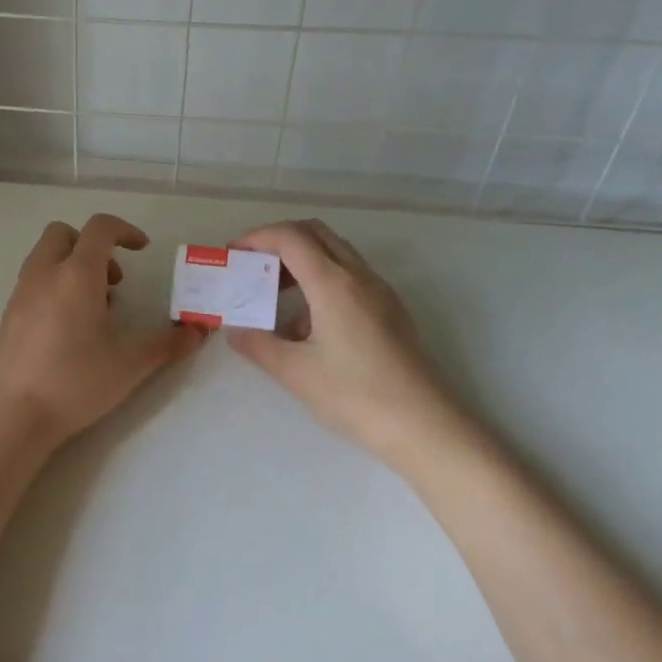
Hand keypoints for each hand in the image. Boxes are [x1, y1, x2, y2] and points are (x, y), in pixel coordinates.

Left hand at [0, 214, 203, 448]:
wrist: (16, 414)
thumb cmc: (77, 380)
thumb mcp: (132, 362)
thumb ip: (168, 343)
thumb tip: (197, 332)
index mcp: (76, 274)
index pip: (99, 228)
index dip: (125, 230)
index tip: (142, 249)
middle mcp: (44, 273)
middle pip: (64, 234)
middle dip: (92, 246)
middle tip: (113, 282)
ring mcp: (21, 292)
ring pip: (45, 256)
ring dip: (72, 266)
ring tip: (94, 308)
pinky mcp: (9, 314)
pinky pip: (34, 281)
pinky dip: (54, 285)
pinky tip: (69, 328)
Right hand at [226, 219, 467, 469]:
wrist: (427, 428)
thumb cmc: (356, 396)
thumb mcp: (296, 372)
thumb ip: (259, 345)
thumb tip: (235, 331)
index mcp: (333, 283)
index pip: (290, 237)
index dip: (257, 237)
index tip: (234, 255)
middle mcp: (359, 277)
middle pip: (316, 233)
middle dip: (279, 240)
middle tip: (254, 265)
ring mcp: (380, 293)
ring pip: (336, 253)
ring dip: (302, 259)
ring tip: (275, 295)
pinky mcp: (392, 312)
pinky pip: (350, 277)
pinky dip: (322, 280)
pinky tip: (308, 325)